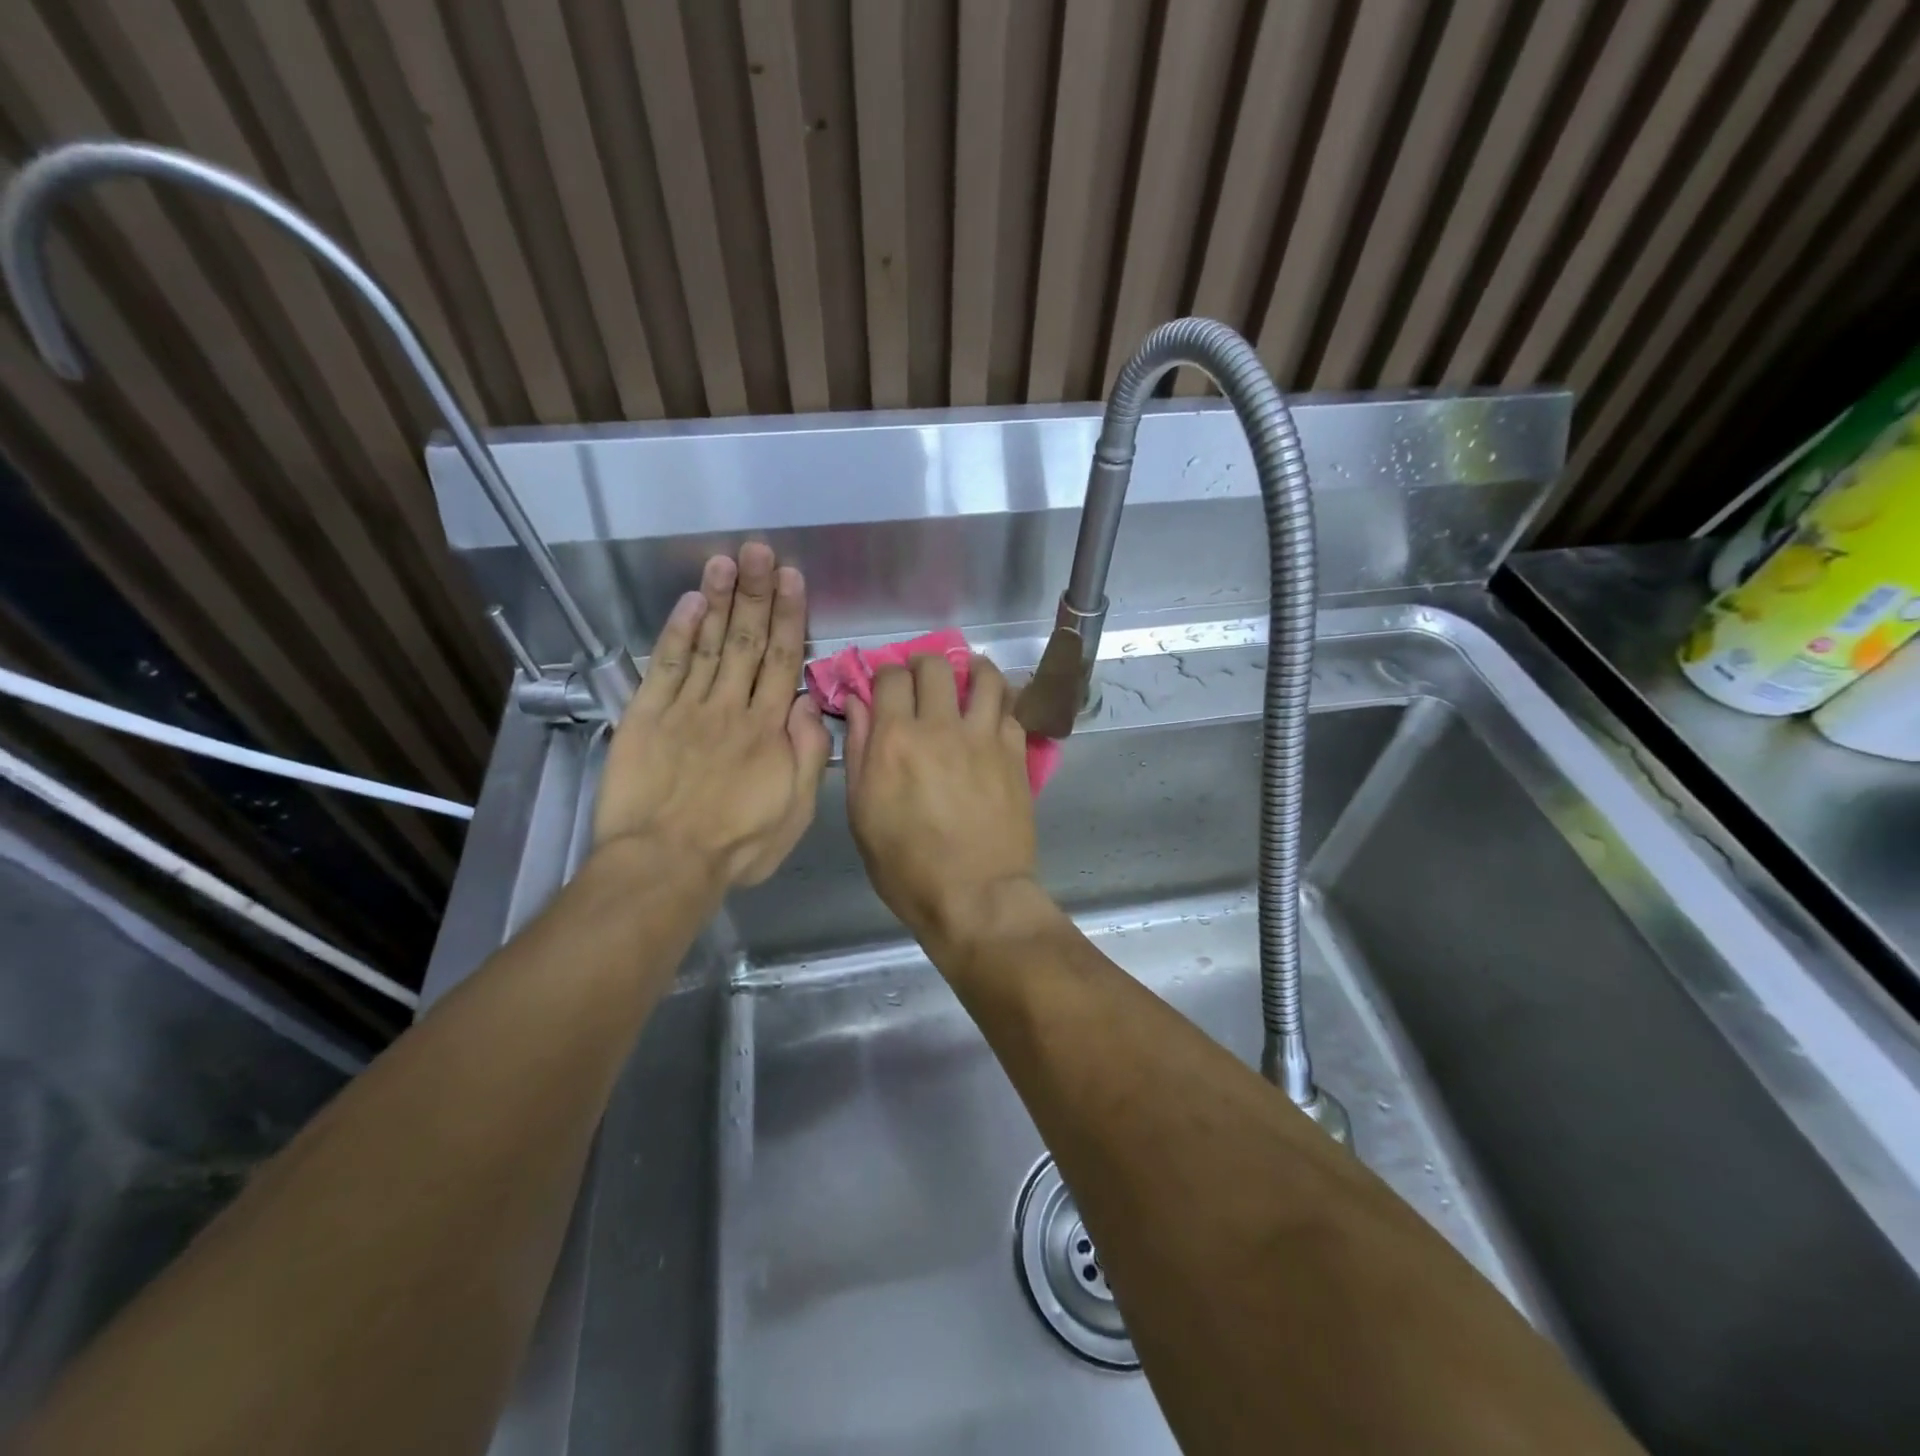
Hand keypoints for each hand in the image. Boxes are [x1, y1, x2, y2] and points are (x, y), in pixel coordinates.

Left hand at [593, 545, 829, 887]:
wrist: (664, 864)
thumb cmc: (737, 845)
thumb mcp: (796, 813)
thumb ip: (808, 756)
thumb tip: (810, 704)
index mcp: (768, 730)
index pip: (782, 660)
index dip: (789, 616)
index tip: (792, 578)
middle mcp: (730, 707)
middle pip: (746, 641)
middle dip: (756, 593)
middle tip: (760, 550)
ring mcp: (686, 708)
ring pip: (708, 644)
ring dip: (719, 600)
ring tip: (727, 561)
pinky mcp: (647, 716)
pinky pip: (665, 665)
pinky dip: (677, 631)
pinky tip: (688, 602)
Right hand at [844, 653, 1037, 946]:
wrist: (975, 896)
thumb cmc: (907, 866)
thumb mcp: (863, 814)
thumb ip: (859, 751)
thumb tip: (858, 704)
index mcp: (896, 739)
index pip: (891, 677)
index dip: (885, 674)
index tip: (885, 687)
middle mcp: (941, 727)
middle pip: (936, 666)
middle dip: (923, 664)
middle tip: (921, 681)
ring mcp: (984, 737)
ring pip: (984, 676)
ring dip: (971, 669)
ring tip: (965, 680)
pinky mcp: (1015, 753)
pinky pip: (1010, 708)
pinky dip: (998, 700)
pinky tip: (991, 710)